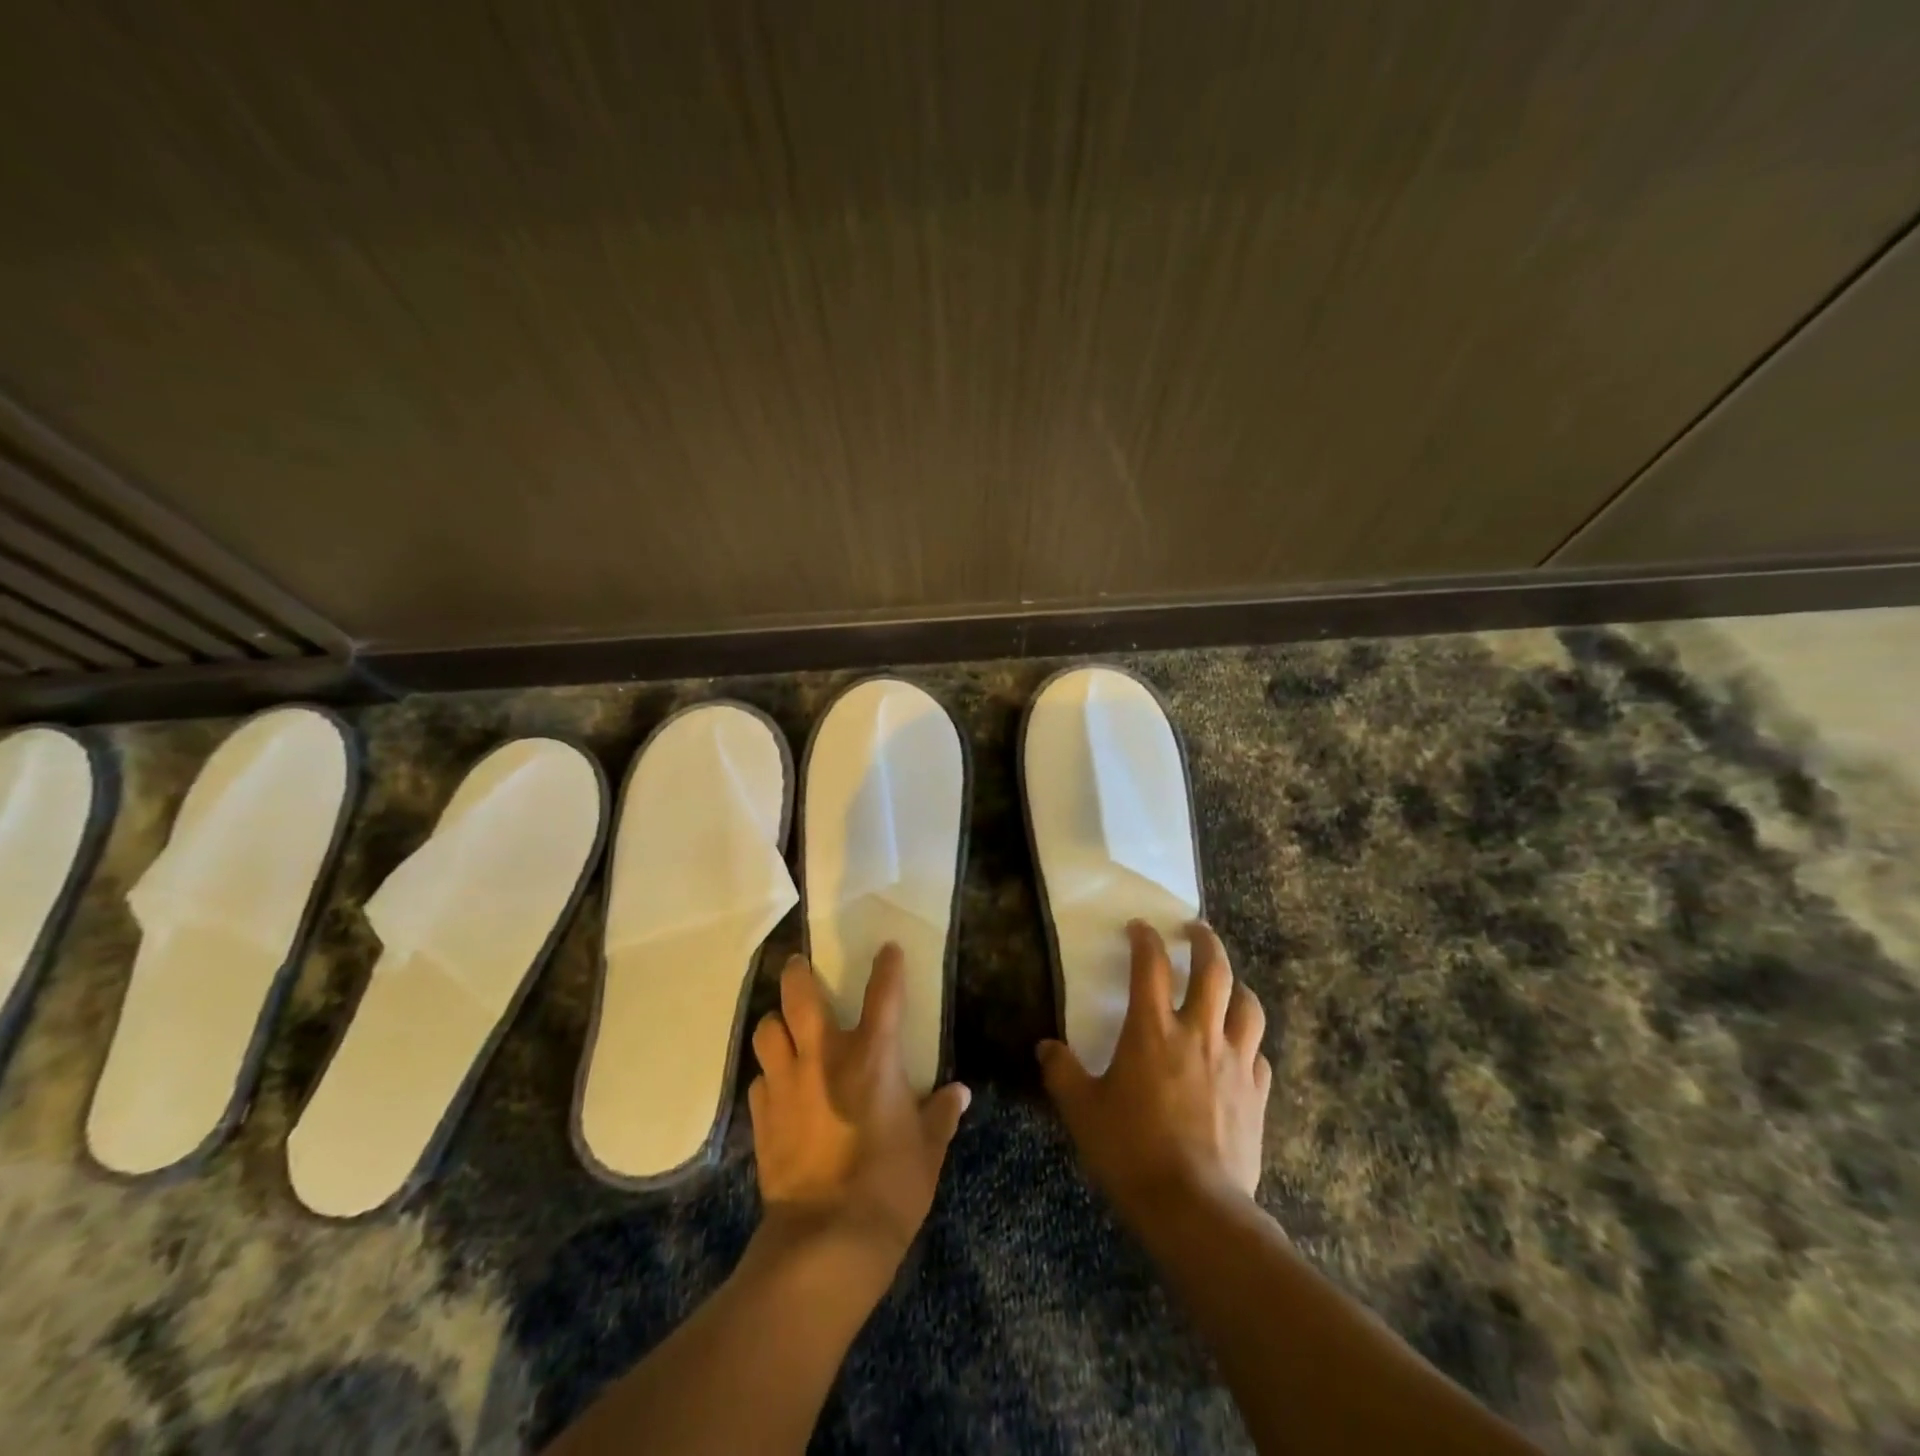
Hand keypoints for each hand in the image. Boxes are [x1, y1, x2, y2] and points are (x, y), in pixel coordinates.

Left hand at [748, 946, 970, 1272]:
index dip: (887, 966)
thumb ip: (941, 1115)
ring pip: (766, 1032)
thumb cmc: (889, 1186)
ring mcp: (786, 1085)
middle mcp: (823, 1057)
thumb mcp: (928, 1151)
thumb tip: (960, 1093)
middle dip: (797, 973)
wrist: (827, 1241)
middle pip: (799, 996)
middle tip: (799, 965)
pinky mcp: (763, 1118)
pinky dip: (768, 1075)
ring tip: (782, 1027)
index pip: (883, 993)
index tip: (887, 948)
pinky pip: (759, 1080)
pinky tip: (777, 1086)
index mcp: (872, 1056)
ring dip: (774, 1023)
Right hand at [1038, 921, 1270, 1221]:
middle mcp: (1198, 1033)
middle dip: (1205, 942)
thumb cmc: (1131, 1150)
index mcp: (1152, 1030)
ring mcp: (1234, 1062)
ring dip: (1237, 987)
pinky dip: (1249, 1042)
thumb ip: (1062, 1072)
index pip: (1150, 965)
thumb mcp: (1082, 1111)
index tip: (1139, 927)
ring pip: (1248, 1007)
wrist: (1195, 1208)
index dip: (1144, 938)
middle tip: (1196, 929)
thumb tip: (1045, 1048)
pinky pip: (1259, 1054)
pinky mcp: (1257, 1095)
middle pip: (1214, 970)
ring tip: (1228, 984)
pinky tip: (1241, 1051)